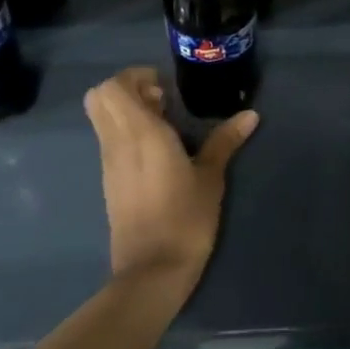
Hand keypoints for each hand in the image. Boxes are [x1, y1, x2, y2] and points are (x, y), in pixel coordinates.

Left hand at [83, 67, 257, 295]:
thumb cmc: (185, 218)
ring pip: (102, 120)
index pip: (112, 87)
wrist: (152, 271)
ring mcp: (109, 164)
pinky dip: (126, 133)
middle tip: (162, 99)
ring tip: (165, 124)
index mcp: (140, 134)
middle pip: (99, 98)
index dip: (135, 77)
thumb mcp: (211, 177)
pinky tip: (158, 152)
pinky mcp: (110, 182)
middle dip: (127, 89)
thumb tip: (250, 114)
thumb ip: (225, 141)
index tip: (165, 87)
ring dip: (126, 111)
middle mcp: (117, 143)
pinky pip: (109, 141)